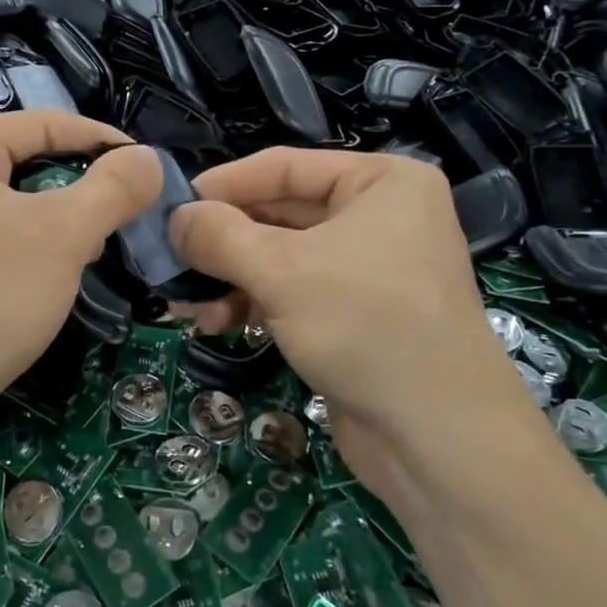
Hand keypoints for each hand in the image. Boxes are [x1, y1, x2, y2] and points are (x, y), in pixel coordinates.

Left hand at [0, 112, 162, 480]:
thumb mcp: (65, 235)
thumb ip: (114, 187)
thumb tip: (149, 159)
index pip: (43, 123)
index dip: (102, 141)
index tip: (147, 167)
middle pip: (23, 161)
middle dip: (77, 188)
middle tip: (118, 218)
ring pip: (7, 201)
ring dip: (54, 221)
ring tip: (86, 251)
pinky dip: (22, 245)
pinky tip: (42, 277)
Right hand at [167, 149, 538, 499]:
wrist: (439, 439)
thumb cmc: (365, 326)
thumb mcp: (281, 271)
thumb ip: (219, 236)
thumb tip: (173, 218)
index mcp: (381, 182)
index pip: (283, 167)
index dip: (222, 185)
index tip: (169, 207)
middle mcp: (378, 217)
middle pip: (278, 214)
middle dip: (221, 241)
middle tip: (167, 259)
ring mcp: (367, 268)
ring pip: (279, 258)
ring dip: (229, 277)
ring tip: (185, 302)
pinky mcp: (354, 314)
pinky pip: (292, 292)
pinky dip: (253, 303)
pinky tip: (215, 323)